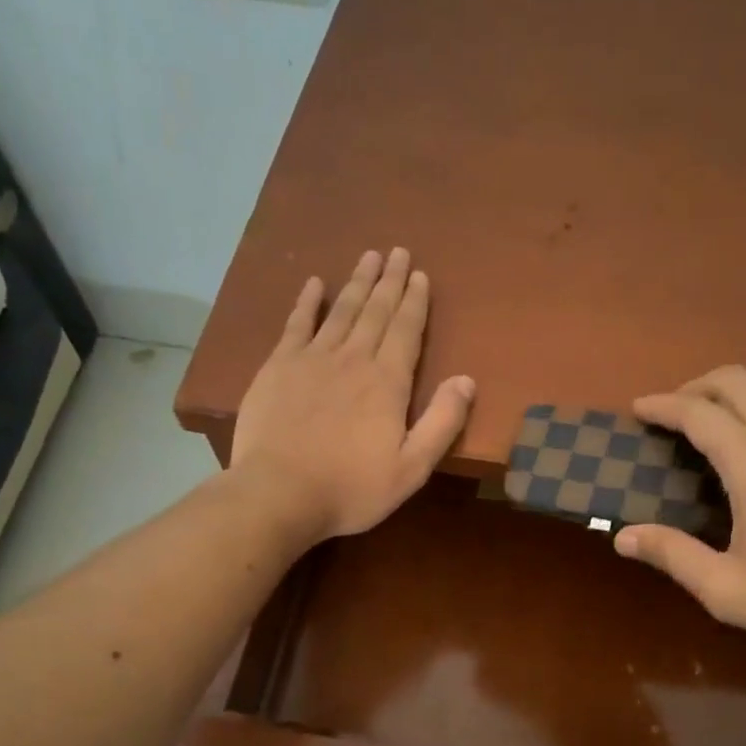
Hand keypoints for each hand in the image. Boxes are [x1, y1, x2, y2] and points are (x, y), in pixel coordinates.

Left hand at [230, 247, 474, 541]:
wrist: (280, 493)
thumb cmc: (351, 488)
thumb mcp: (412, 468)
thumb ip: (442, 423)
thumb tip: (467, 380)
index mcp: (388, 383)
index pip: (407, 330)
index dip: (415, 301)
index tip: (420, 275)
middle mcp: (353, 359)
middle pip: (376, 311)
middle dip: (390, 281)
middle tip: (398, 252)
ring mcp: (312, 359)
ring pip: (342, 311)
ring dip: (357, 282)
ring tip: (368, 257)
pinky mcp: (278, 367)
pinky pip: (297, 324)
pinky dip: (308, 302)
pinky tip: (315, 284)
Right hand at [614, 366, 745, 665]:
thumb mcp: (727, 589)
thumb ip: (673, 556)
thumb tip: (622, 536)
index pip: (700, 413)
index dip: (664, 406)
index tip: (636, 408)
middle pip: (738, 381)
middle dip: (696, 386)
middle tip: (668, 412)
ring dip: (732, 390)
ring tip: (706, 420)